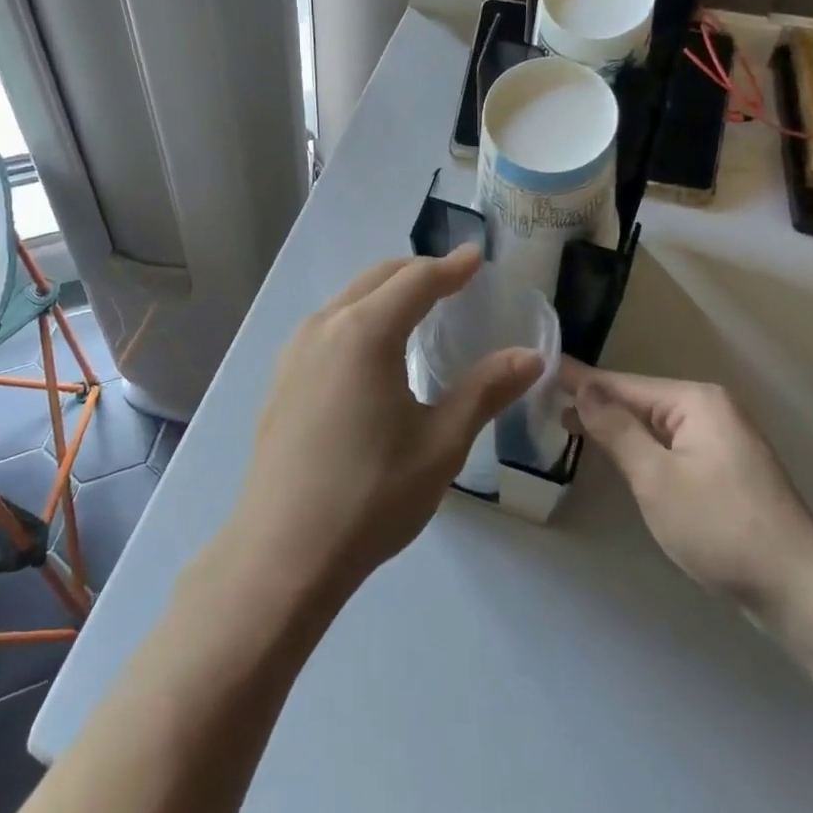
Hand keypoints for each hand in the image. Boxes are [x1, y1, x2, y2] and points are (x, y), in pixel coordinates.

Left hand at [230, 247, 543, 598]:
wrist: (282, 554)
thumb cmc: (371, 495)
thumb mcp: (441, 443)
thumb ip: (486, 390)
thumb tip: (531, 357)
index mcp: (365, 332)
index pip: (416, 280)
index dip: (451, 268)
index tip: (477, 258)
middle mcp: (325, 327)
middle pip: (378, 278)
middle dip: (418, 272)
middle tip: (454, 280)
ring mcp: (295, 352)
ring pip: (348, 300)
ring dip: (385, 292)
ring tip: (418, 309)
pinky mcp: (281, 379)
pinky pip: (328, 326)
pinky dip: (360, 317)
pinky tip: (373, 351)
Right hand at [562, 363, 812, 665]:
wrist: (798, 590)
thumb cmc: (720, 527)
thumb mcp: (656, 478)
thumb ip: (616, 430)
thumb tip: (584, 386)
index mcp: (697, 401)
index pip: (624, 384)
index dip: (580, 380)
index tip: (541, 368)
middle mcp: (713, 409)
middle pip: (641, 401)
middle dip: (597, 404)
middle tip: (544, 402)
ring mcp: (724, 438)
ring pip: (656, 425)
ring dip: (617, 427)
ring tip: (568, 423)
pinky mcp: (727, 468)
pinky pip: (673, 445)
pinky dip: (642, 447)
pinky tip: (618, 452)